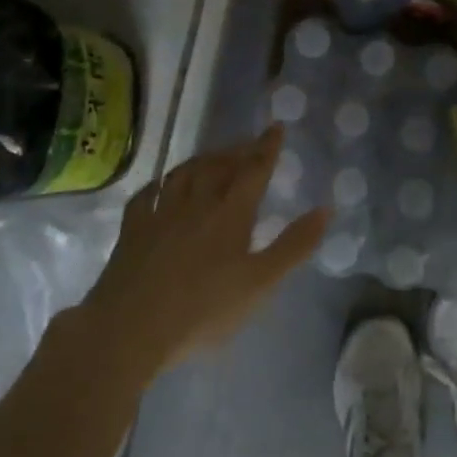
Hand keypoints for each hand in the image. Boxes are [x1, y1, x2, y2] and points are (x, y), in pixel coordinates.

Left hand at [73, 125, 327, 375]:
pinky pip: (147, 195)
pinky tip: (161, 184)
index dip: (267, 148)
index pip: (254, 170)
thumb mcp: (261, 283)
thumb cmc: (203, 310)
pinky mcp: (132, 231)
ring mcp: (160, 214)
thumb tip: (326, 209)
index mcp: (230, 214)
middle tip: (248, 144)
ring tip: (213, 156)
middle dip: (237, 151)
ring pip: (183, 174)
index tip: (276, 127)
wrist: (131, 329)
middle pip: (218, 166)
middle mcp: (196, 204)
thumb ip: (294, 245)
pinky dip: (159, 183)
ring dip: (202, 160)